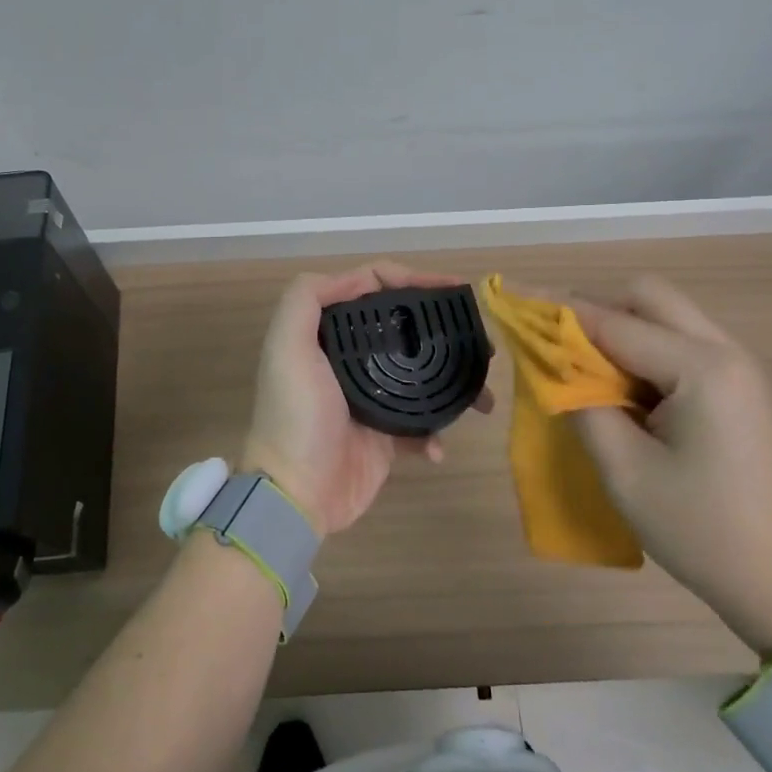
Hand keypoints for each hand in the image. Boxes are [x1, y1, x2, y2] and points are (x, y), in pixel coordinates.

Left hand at [243, 262, 492, 536]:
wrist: (296, 495)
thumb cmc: (295, 415)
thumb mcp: (287, 345)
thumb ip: (308, 297)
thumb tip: (364, 277)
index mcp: (328, 334)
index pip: (373, 290)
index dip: (411, 280)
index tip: (452, 289)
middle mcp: (349, 359)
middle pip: (404, 330)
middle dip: (444, 330)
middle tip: (481, 339)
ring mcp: (371, 397)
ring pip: (421, 375)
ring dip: (454, 380)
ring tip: (483, 394)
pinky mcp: (386, 435)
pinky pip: (422, 423)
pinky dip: (436, 430)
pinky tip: (439, 443)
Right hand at [567, 275, 771, 653]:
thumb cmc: (701, 530)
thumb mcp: (624, 470)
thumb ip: (581, 404)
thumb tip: (553, 365)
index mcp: (701, 368)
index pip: (613, 322)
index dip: (557, 311)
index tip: (512, 299)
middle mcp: (724, 351)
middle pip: (647, 297)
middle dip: (596, 309)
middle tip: (559, 346)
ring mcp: (736, 367)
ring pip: (664, 315)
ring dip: (619, 328)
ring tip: (584, 369)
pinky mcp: (736, 387)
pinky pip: (678, 343)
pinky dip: (641, 349)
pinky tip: (622, 389)